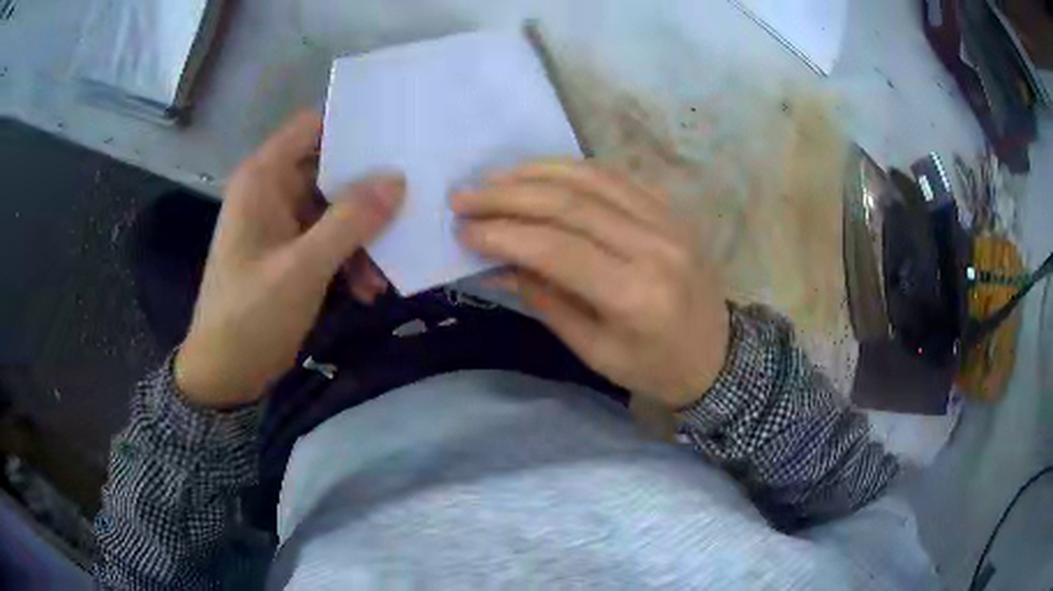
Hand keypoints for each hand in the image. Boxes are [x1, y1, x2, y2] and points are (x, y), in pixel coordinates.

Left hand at [175, 111, 404, 408]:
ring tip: (383, 273)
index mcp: (264, 178)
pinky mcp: (289, 251)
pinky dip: (349, 259)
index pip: (313, 126)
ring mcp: (281, 223)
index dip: (353, 125)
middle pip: (330, 168)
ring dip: (362, 237)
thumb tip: (398, 179)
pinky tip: (366, 290)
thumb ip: (350, 221)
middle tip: (412, 205)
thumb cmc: (251, 316)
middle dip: (368, 193)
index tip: (400, 137)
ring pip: (335, 208)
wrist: (225, 374)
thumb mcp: (303, 268)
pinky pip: (328, 239)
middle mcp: (273, 191)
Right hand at [452, 160, 728, 407]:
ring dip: (535, 173)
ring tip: (493, 178)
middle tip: (464, 196)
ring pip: (591, 178)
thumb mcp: (595, 351)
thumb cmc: (654, 367)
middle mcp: (654, 246)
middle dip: (507, 196)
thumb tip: (498, 263)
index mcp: (635, 295)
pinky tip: (540, 172)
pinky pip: (615, 177)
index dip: (503, 234)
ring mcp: (667, 221)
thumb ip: (546, 301)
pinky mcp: (671, 209)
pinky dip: (571, 170)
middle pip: (569, 205)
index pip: (556, 249)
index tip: (462, 229)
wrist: (718, 355)